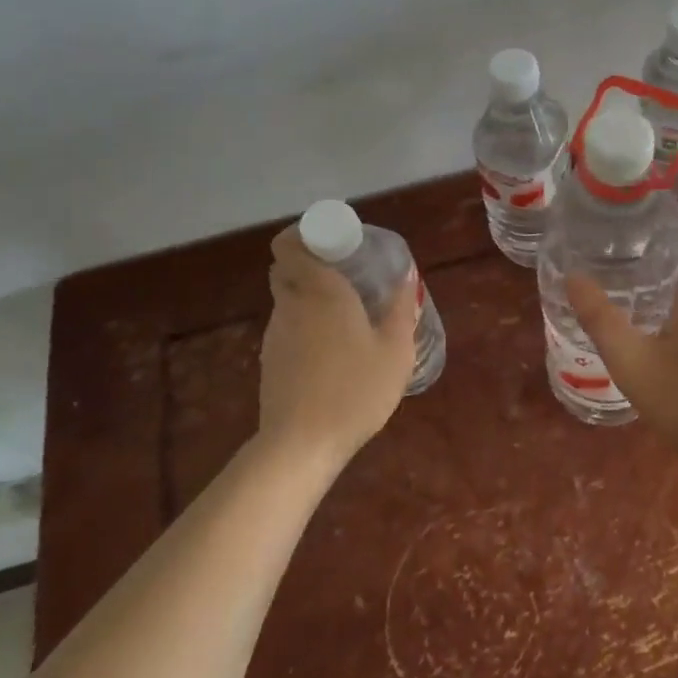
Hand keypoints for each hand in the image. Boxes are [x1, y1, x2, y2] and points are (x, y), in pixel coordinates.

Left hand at [258, 226, 417, 463]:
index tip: (334, 240)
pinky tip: (333, 350)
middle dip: (311, 263)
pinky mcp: (270, 361)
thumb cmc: (355, 389)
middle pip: (287, 269)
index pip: (288, 244)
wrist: (302, 444)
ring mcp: (275, 334)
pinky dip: (306, 325)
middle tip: (347, 273)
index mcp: (320, 291)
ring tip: (347, 315)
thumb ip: (401, 309)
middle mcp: (290, 304)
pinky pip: (288, 327)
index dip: (305, 233)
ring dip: (310, 297)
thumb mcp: (395, 350)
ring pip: (288, 299)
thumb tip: (406, 276)